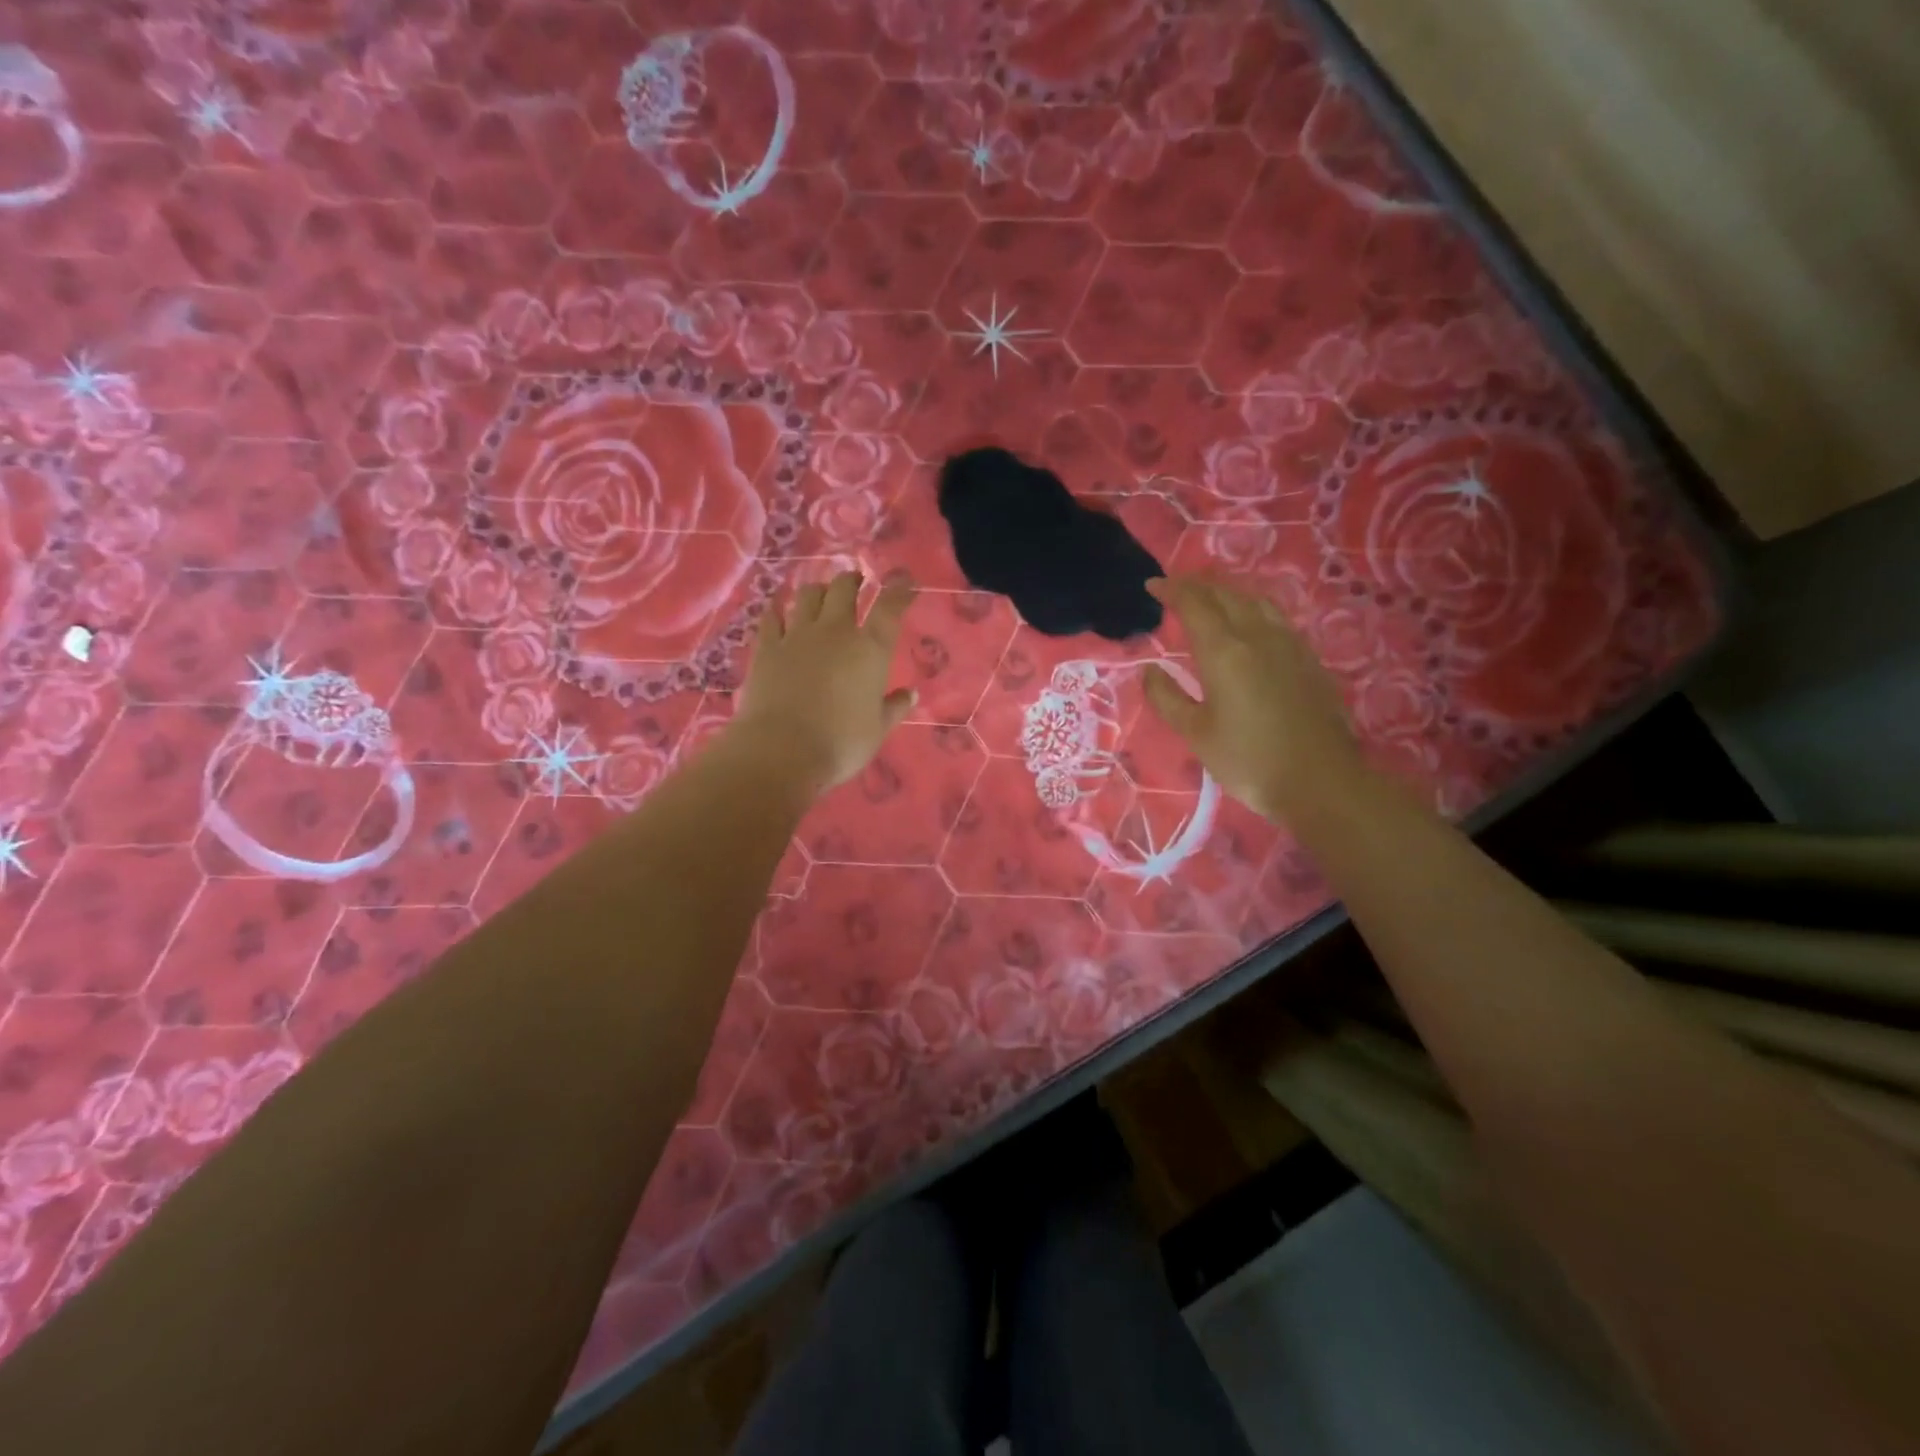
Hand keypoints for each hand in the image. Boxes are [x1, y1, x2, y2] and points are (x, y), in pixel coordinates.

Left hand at [730, 570, 917, 792]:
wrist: (781, 751)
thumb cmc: (840, 744)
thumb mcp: (877, 731)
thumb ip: (893, 708)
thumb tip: (909, 694)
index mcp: (870, 650)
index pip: (889, 608)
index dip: (899, 589)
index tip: (904, 580)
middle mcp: (835, 632)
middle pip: (844, 589)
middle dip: (853, 580)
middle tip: (857, 581)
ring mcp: (797, 636)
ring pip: (809, 595)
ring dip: (819, 589)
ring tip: (822, 592)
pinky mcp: (767, 647)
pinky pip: (772, 616)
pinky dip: (778, 608)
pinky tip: (778, 608)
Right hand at [1142, 575, 1364, 822]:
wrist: (1320, 782)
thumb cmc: (1248, 760)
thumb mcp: (1196, 733)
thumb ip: (1167, 697)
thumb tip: (1149, 669)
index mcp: (1224, 652)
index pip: (1194, 605)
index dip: (1172, 590)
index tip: (1152, 585)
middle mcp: (1258, 636)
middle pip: (1226, 595)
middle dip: (1198, 585)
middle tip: (1176, 587)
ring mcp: (1289, 645)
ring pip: (1255, 601)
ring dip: (1228, 592)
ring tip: (1211, 596)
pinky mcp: (1309, 659)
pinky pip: (1276, 617)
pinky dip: (1253, 607)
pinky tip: (1251, 622)